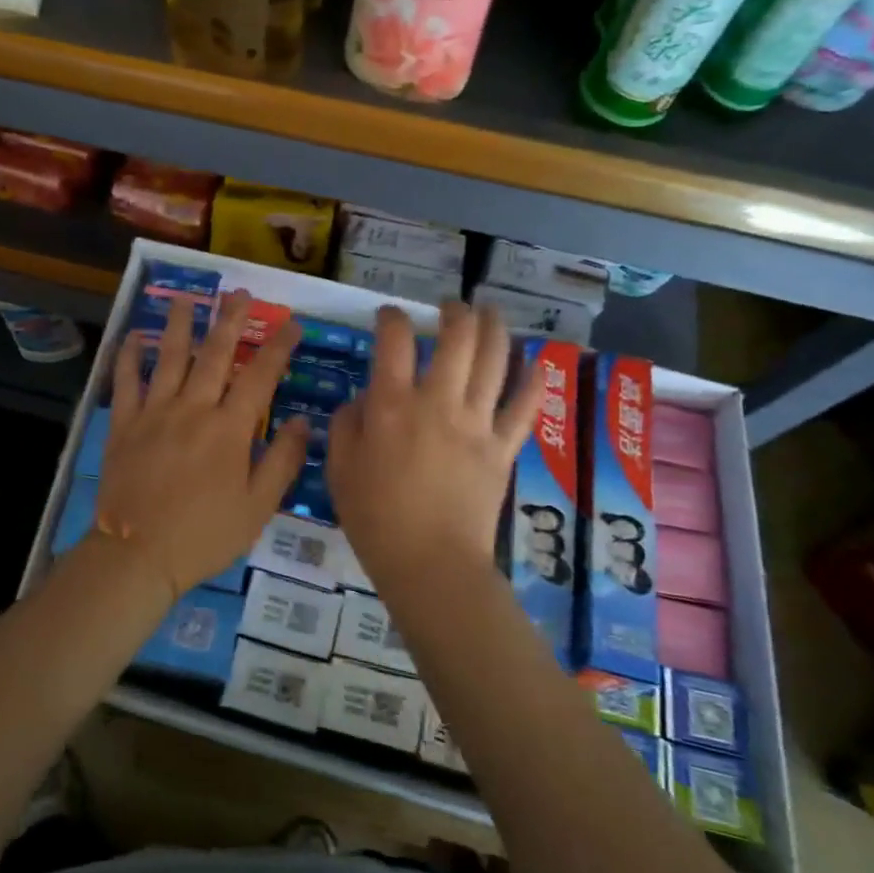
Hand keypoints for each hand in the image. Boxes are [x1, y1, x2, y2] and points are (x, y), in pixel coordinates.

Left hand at [92, 290, 308, 603]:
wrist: (137, 555)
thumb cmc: (204, 535)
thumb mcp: (257, 507)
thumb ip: (282, 461)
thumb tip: (304, 421)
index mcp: (229, 429)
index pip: (260, 377)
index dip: (279, 347)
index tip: (292, 323)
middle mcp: (193, 409)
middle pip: (215, 354)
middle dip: (230, 320)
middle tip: (239, 293)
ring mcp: (155, 412)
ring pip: (170, 357)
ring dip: (181, 324)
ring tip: (189, 298)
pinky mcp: (124, 424)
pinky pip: (126, 382)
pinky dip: (129, 356)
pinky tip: (134, 335)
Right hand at [327, 302, 542, 593]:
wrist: (431, 564)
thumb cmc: (376, 518)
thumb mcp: (340, 469)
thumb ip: (347, 424)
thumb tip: (364, 399)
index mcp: (392, 406)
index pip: (394, 340)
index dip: (391, 317)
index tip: (388, 317)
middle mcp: (439, 402)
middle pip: (457, 337)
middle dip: (454, 312)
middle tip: (450, 308)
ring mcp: (477, 423)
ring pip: (495, 360)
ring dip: (494, 328)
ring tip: (489, 313)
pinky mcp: (503, 447)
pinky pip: (524, 406)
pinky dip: (532, 380)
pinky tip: (534, 363)